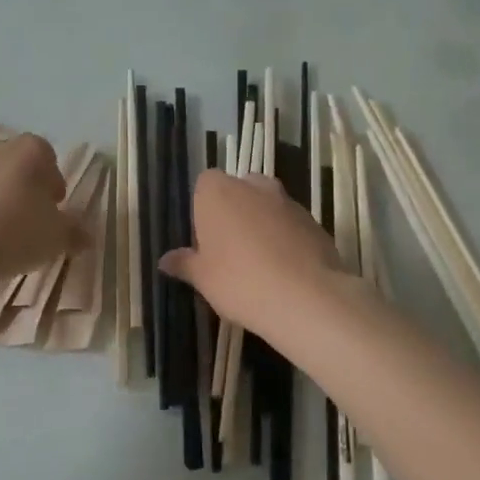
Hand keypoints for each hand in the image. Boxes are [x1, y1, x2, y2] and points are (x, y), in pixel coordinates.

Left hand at [0, 135, 86, 282]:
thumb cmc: (19, 231)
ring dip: (0, 198)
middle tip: (34, 218)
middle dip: (26, 187)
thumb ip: (75, 232)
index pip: (47, 155)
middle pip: (17, 164)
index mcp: (30, 150)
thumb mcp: (58, 236)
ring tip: (6, 231)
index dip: (53, 180)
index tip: (56, 206)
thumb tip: (86, 236)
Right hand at [159, 171, 345, 332]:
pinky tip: (284, 270)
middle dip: (234, 212)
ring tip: (259, 263)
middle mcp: (254, 186)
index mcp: (218, 191)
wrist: (305, 296)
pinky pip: (291, 224)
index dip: (204, 208)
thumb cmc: (239, 280)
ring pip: (267, 206)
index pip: (205, 183)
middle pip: (239, 190)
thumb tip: (165, 260)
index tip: (205, 238)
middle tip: (229, 249)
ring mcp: (288, 201)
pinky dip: (286, 238)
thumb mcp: (203, 278)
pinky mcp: (314, 221)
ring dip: (262, 224)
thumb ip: (184, 264)